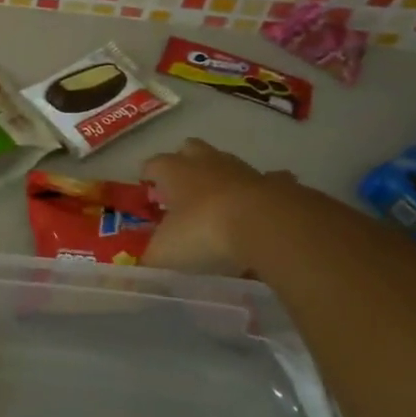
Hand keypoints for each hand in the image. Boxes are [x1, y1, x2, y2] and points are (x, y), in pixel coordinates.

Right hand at [141, 138, 295, 276]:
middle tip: (182, 192)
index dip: (148, 178)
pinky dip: (260, 191)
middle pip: (189, 149)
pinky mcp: (275, 182)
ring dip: (220, 178)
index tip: (148, 195)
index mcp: (173, 171)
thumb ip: (150, 258)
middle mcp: (205, 162)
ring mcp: (242, 169)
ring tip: (219, 205)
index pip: (152, 165)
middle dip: (184, 164)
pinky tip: (259, 210)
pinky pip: (266, 181)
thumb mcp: (166, 252)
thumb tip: (140, 267)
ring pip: (225, 162)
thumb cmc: (204, 231)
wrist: (267, 225)